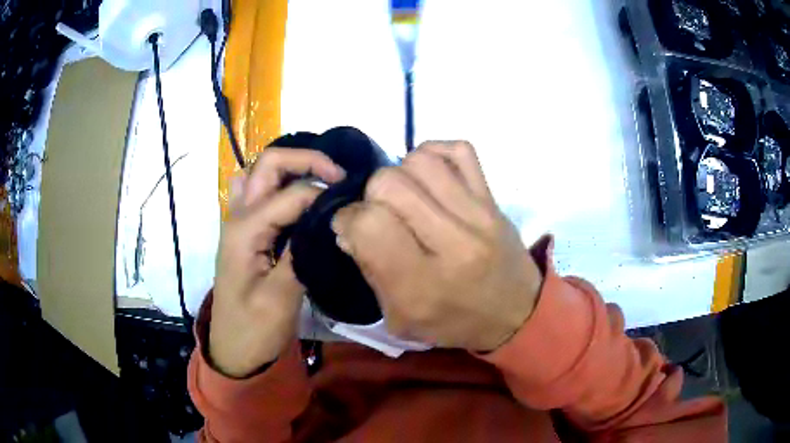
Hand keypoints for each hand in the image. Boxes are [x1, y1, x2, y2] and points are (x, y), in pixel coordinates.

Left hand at [210, 148, 344, 377]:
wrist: (234, 349)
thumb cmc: (255, 329)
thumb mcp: (280, 297)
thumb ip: (300, 251)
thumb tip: (327, 215)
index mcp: (245, 230)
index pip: (292, 193)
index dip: (324, 193)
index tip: (352, 206)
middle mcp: (239, 216)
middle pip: (269, 164)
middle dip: (307, 160)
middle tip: (340, 177)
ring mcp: (239, 222)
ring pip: (261, 173)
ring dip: (292, 168)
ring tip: (323, 183)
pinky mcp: (245, 232)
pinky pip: (257, 193)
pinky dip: (278, 184)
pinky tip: (296, 199)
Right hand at [332, 141, 542, 351]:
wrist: (516, 313)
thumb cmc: (455, 322)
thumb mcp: (401, 319)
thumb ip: (370, 271)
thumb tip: (348, 225)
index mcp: (422, 284)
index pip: (369, 224)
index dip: (348, 219)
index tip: (351, 227)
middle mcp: (452, 243)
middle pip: (389, 184)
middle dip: (370, 195)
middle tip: (380, 214)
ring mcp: (478, 214)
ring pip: (420, 161)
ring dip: (400, 174)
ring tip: (406, 196)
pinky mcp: (493, 198)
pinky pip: (459, 151)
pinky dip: (434, 154)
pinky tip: (429, 178)